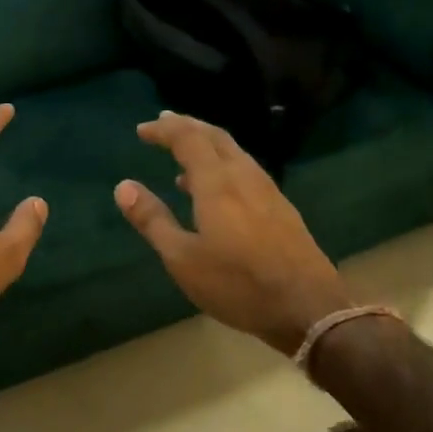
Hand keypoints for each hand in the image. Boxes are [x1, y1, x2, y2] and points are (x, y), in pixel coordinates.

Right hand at [115, 112, 355, 355]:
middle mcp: (244, 176)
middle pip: (215, 136)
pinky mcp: (281, 208)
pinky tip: (216, 190)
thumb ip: (153, 220)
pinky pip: (246, 170)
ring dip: (207, 144)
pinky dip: (223, 164)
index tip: (142, 130)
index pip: (188, 139)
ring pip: (234, 152)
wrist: (308, 307)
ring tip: (184, 155)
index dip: (164, 130)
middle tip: (164, 124)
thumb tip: (124, 186)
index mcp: (217, 182)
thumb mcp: (182, 258)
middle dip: (187, 126)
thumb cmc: (237, 283)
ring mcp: (268, 191)